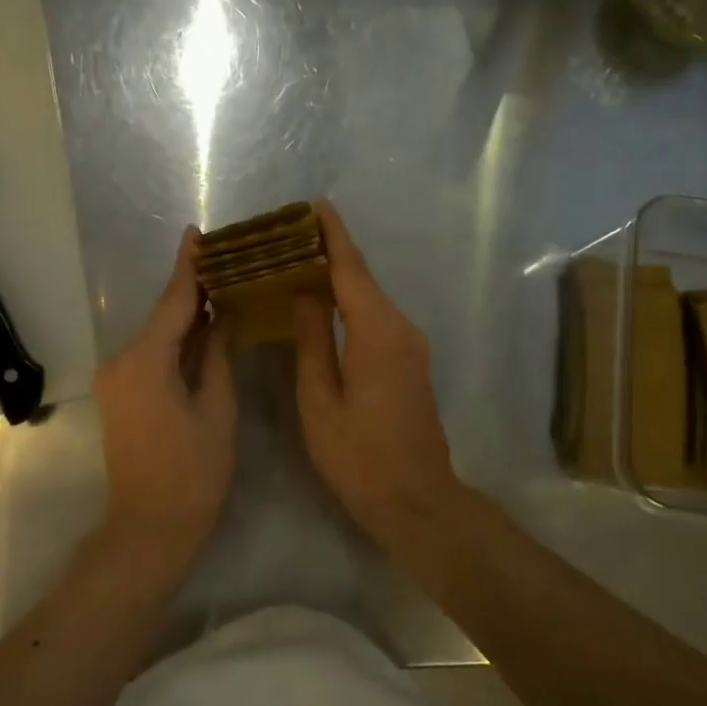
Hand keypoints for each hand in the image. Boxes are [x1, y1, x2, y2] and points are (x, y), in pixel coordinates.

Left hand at [93, 227, 236, 561]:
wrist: (150, 527)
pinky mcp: (120, 392)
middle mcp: (121, 361)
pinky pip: (151, 354)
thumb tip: (223, 316)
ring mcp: (116, 378)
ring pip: (157, 335)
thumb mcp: (217, 409)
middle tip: (227, 262)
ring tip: (223, 289)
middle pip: (163, 316)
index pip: (172, 302)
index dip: (188, 267)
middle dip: (193, 290)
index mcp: (145, 361)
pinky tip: (203, 329)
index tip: (196, 233)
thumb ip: (217, 354)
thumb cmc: (193, 472)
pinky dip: (176, 341)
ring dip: (186, 316)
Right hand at [293, 200, 458, 529]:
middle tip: (290, 235)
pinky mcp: (409, 362)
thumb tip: (305, 293)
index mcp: (376, 331)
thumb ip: (312, 340)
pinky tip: (323, 304)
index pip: (351, 269)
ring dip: (338, 277)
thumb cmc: (359, 456)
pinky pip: (375, 319)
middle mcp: (400, 328)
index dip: (332, 234)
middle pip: (362, 278)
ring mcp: (410, 345)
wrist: (417, 501)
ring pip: (369, 298)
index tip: (314, 204)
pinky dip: (349, 303)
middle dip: (330, 251)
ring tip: (298, 262)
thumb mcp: (320, 399)